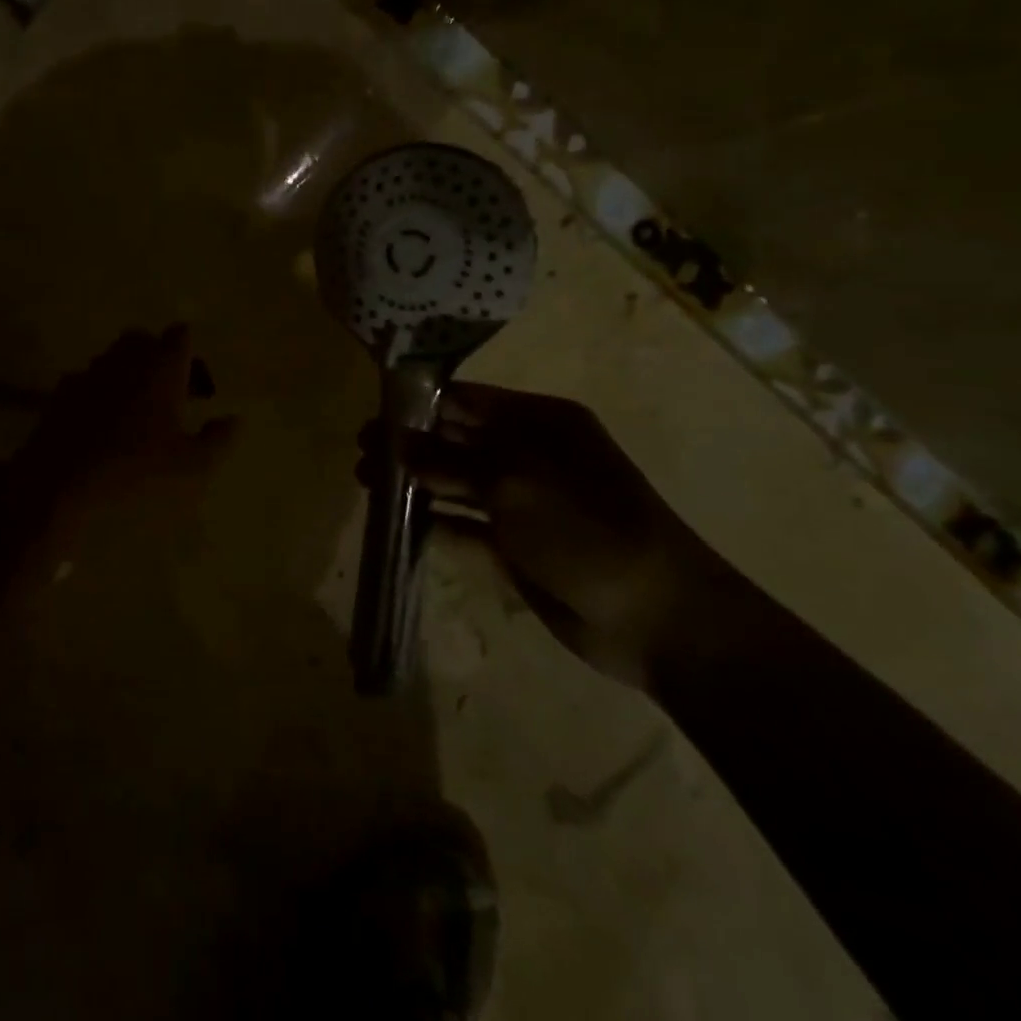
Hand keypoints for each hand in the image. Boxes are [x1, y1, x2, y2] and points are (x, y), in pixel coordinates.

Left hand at [10, 326, 238, 523]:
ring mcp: (90, 372)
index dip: (191, 356)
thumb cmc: (134, 469)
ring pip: (114, 358)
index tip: (197, 390)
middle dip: (157, 359)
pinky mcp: (62, 391)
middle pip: (144, 340)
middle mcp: (125, 359)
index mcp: (161, 366)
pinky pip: (88, 381)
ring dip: (128, 375)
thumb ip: (218, 439)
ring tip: (136, 413)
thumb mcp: (190, 465)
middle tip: (168, 396)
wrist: (59, 482)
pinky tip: (101, 426)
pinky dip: (99, 394)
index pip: (181, 335)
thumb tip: (235, 419)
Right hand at [367, 384, 734, 691]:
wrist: (658, 619)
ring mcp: (522, 502)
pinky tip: (397, 523)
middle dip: (409, 443)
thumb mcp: (515, 484)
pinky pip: (464, 526)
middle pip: (457, 439)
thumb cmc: (588, 531)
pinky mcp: (515, 545)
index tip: (374, 412)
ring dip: (415, 481)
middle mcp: (529, 455)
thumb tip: (397, 442)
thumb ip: (450, 461)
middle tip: (361, 452)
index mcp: (539, 422)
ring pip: (456, 482)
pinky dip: (434, 522)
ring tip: (365, 482)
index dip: (420, 404)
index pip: (468, 400)